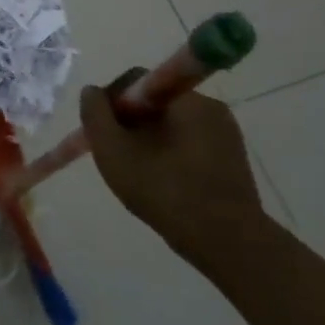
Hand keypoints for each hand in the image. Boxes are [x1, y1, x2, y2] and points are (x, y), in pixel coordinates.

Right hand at [80, 79, 265, 268]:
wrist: (228, 243)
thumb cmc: (166, 191)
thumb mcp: (114, 152)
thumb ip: (96, 115)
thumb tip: (91, 92)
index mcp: (185, 99)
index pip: (136, 81)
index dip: (110, 103)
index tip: (101, 133)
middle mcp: (210, 106)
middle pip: (154, 104)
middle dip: (129, 125)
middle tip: (115, 155)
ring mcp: (225, 133)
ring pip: (171, 125)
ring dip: (149, 141)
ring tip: (138, 174)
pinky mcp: (233, 158)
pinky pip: (190, 144)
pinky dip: (171, 156)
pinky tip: (164, 184)